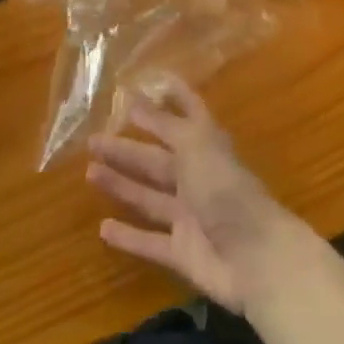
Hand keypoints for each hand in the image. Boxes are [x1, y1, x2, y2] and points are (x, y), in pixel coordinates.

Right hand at [87, 76, 304, 314]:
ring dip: (121, 185)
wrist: (253, 257)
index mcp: (206, 145)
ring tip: (90, 173)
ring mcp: (189, 217)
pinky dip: (128, 236)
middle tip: (93, 140)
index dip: (171, 97)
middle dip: (127, 148)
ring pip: (148, 196)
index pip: (188, 112)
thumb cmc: (225, 189)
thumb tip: (137, 100)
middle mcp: (197, 177)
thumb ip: (165, 125)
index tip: (146, 86)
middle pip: (157, 159)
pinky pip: (149, 242)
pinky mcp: (181, 253)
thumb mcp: (195, 145)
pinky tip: (103, 228)